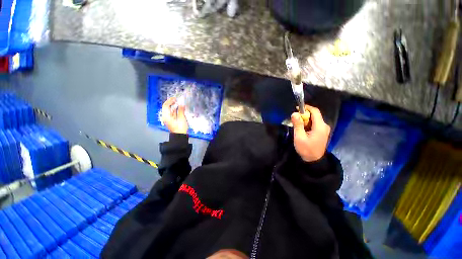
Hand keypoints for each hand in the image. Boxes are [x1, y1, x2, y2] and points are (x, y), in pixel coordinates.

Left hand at [162, 97, 188, 134]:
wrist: (180, 136)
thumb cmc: (180, 128)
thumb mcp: (181, 118)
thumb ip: (181, 110)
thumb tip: (181, 104)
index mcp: (166, 116)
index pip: (166, 106)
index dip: (170, 101)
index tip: (175, 98)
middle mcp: (166, 117)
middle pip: (167, 107)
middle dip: (171, 103)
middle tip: (177, 99)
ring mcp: (168, 119)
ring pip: (169, 110)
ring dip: (174, 106)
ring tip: (179, 103)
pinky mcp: (171, 120)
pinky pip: (172, 113)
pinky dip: (175, 110)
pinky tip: (179, 108)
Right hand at [291, 105, 330, 161]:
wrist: (314, 160)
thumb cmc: (306, 149)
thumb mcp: (299, 137)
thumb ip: (297, 124)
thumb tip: (294, 113)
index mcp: (320, 126)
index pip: (315, 111)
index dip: (306, 108)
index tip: (297, 109)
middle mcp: (324, 126)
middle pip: (314, 115)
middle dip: (304, 115)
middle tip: (295, 120)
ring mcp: (324, 129)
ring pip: (314, 119)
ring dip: (305, 120)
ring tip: (297, 126)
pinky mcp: (322, 132)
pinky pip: (314, 124)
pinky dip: (307, 124)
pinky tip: (302, 130)